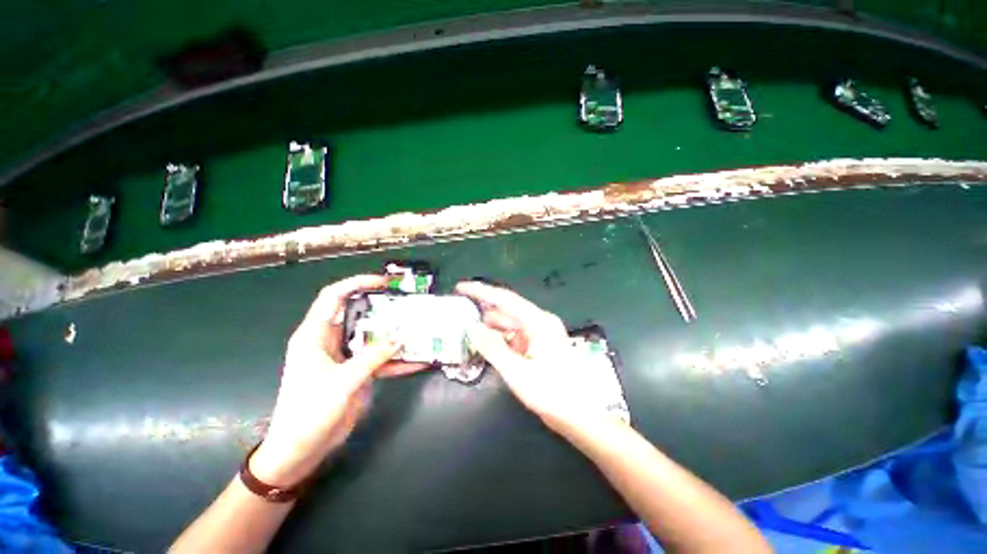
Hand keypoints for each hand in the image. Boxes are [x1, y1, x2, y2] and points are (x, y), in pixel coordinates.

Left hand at [251, 275, 426, 487]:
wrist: (301, 450)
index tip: (383, 282)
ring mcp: (345, 357)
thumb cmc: (309, 412)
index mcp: (315, 335)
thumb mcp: (342, 382)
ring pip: (372, 336)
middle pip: (358, 314)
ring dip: (393, 334)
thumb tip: (402, 338)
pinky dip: (396, 360)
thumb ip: (373, 357)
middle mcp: (330, 341)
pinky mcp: (356, 372)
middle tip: (407, 304)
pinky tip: (417, 361)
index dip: (356, 283)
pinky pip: (379, 360)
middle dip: (382, 307)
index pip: (333, 297)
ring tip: (418, 328)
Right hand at [455, 281, 618, 430]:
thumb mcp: (517, 371)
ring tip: (466, 332)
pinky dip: (499, 340)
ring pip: (508, 325)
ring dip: (489, 328)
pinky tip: (484, 346)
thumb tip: (472, 328)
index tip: (460, 288)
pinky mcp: (537, 346)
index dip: (481, 291)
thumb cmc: (551, 393)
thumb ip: (492, 348)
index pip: (505, 299)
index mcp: (538, 321)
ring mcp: (539, 334)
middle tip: (459, 315)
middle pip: (505, 311)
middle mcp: (539, 322)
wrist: (578, 416)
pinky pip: (513, 337)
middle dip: (483, 312)